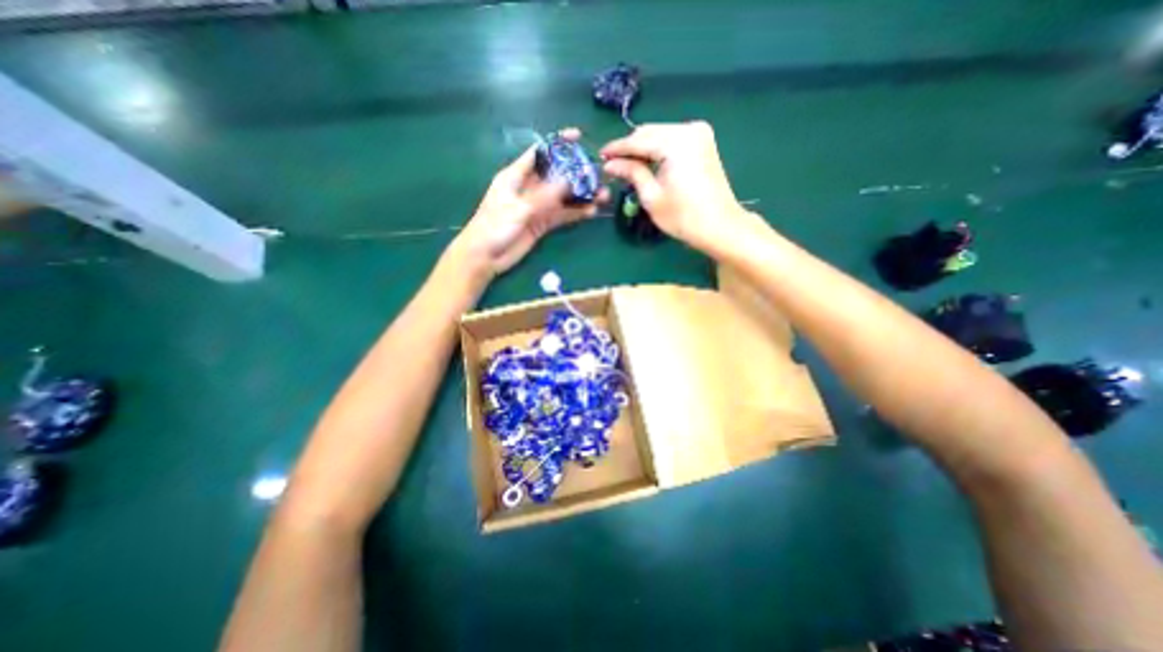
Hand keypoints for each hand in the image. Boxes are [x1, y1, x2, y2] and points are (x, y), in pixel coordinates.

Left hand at [453, 128, 609, 273]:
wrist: (485, 256)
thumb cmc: (494, 227)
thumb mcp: (518, 208)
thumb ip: (544, 196)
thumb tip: (570, 181)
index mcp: (515, 176)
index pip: (539, 153)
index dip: (557, 144)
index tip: (578, 137)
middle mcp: (528, 188)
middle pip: (556, 175)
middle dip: (576, 173)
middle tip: (597, 174)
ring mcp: (536, 207)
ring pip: (562, 197)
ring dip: (581, 196)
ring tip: (602, 195)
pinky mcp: (542, 224)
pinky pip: (562, 215)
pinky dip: (575, 213)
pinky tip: (591, 212)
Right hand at [600, 121, 764, 254]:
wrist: (720, 226)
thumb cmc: (683, 217)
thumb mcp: (651, 196)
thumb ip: (631, 173)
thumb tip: (610, 164)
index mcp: (676, 142)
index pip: (638, 140)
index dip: (617, 149)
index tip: (600, 156)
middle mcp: (689, 129)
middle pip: (649, 133)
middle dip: (629, 147)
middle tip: (611, 163)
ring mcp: (699, 134)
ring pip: (660, 135)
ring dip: (642, 149)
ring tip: (625, 165)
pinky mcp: (703, 143)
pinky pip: (672, 140)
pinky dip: (657, 150)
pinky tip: (646, 162)